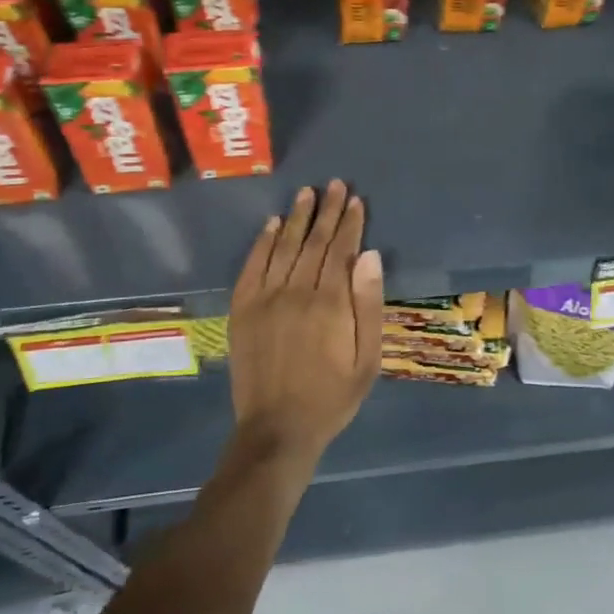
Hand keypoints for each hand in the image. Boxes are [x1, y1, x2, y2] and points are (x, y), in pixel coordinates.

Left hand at [228, 180, 383, 464]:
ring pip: (284, 247)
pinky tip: (272, 224)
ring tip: (307, 193)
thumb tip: (370, 255)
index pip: (341, 250)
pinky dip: (263, 242)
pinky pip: (253, 266)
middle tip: (335, 185)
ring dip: (297, 218)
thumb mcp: (367, 358)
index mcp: (330, 303)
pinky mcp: (243, 310)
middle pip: (314, 242)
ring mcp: (264, 299)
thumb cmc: (332, 396)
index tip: (356, 200)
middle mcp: (296, 292)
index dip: (350, 223)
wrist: (277, 429)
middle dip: (327, 211)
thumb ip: (368, 305)